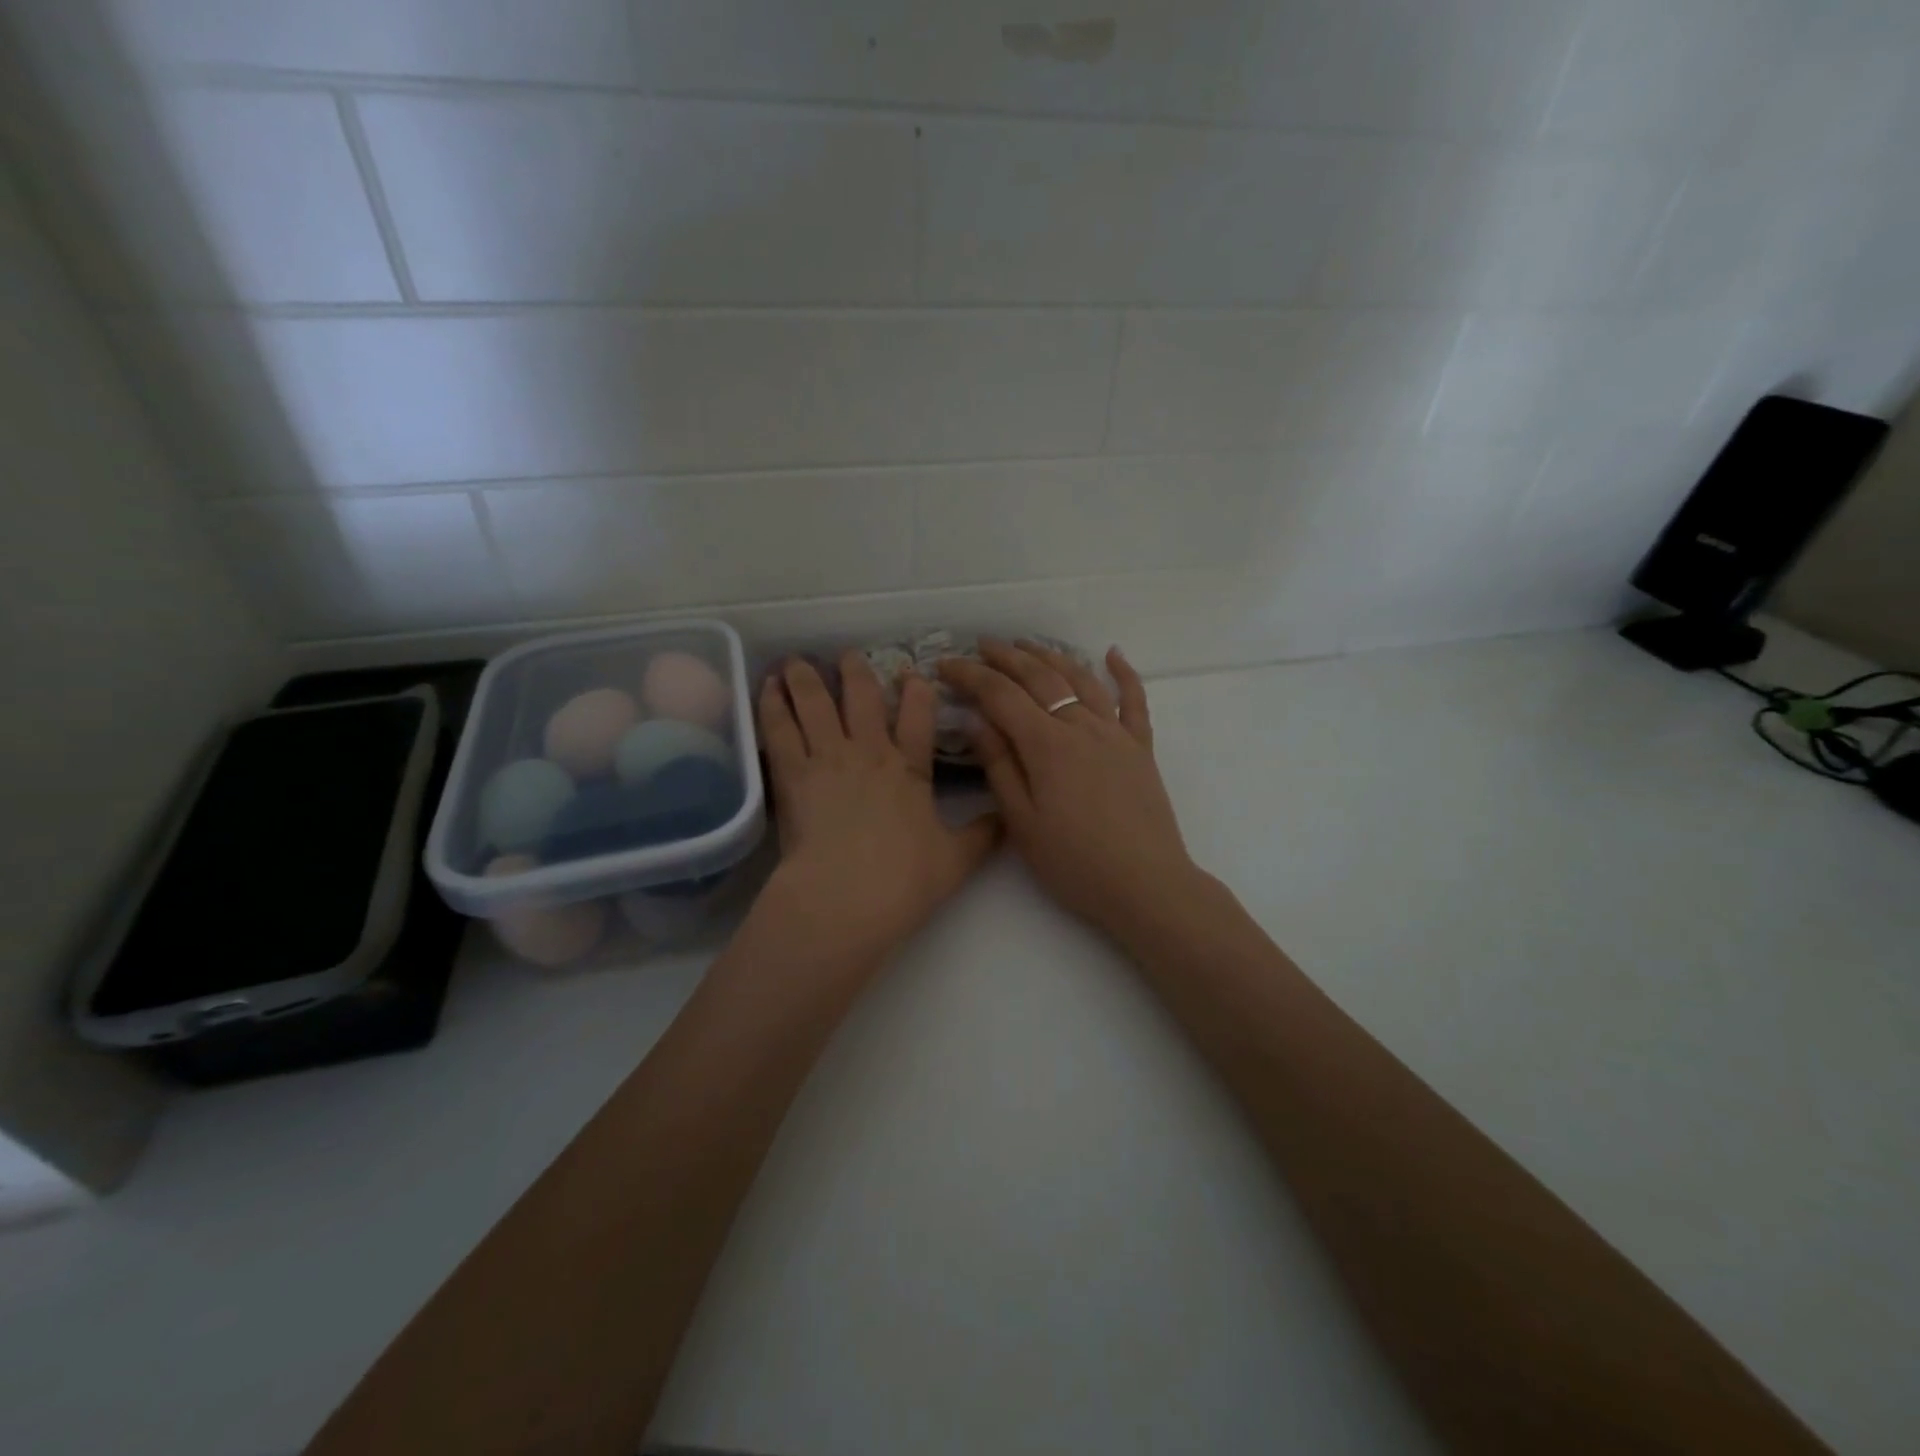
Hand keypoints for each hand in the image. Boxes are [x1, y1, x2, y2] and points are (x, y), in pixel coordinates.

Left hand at [756, 652, 999, 967]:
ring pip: (816, 704)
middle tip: (848, 655)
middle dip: (856, 672)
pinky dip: (773, 705)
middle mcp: (870, 752)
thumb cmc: (904, 881)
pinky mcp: (793, 774)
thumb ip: (983, 835)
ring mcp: (829, 758)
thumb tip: (1010, 819)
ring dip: (807, 678)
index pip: (919, 718)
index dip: (918, 692)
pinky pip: (781, 729)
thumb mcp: (957, 860)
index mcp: (910, 769)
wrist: (847, 897)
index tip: (914, 673)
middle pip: (863, 698)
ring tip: (796, 661)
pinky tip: (767, 687)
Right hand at [938, 640, 1203, 944]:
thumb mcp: (1023, 822)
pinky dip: (1124, 673)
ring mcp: (1116, 733)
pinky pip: (1134, 700)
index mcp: (1047, 745)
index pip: (1001, 695)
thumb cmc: (1075, 862)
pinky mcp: (1140, 748)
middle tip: (981, 646)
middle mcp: (1081, 726)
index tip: (945, 664)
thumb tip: (977, 720)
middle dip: (1006, 657)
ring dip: (1051, 656)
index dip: (970, 675)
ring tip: (1028, 645)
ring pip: (1080, 679)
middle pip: (1040, 677)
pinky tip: (1113, 654)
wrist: (1146, 885)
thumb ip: (1000, 766)